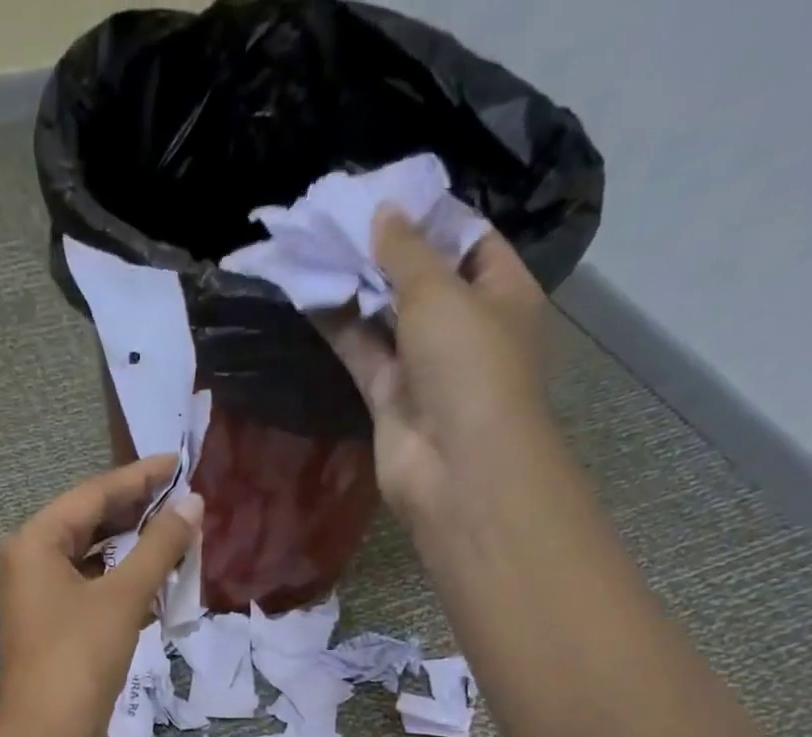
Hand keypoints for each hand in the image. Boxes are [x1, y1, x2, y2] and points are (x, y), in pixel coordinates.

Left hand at [0, 456, 201, 736]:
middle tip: (187, 499)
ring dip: (137, 552)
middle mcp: (33, 564)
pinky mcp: (60, 631)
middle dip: (139, 513)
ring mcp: (44, 600)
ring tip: (183, 537)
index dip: (140, 477)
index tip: (180, 462)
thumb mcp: (122, 598)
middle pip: (92, 524)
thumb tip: (193, 505)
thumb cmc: (78, 660)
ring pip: (96, 561)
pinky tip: (162, 584)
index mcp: (36, 544)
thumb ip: (159, 548)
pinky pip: (97, 593)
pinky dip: (127, 586)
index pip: (93, 494)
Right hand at [318, 209, 551, 522]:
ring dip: (356, 288)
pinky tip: (309, 294)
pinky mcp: (388, 399)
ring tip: (316, 247)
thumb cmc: (469, 366)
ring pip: (386, 318)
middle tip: (338, 217)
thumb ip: (407, 252)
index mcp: (502, 293)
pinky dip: (339, 327)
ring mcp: (425, 367)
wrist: (455, 466)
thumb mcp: (441, 293)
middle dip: (385, 251)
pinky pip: (362, 353)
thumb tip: (383, 214)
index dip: (430, 216)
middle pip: (422, 279)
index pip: (469, 241)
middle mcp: (465, 327)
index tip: (385, 195)